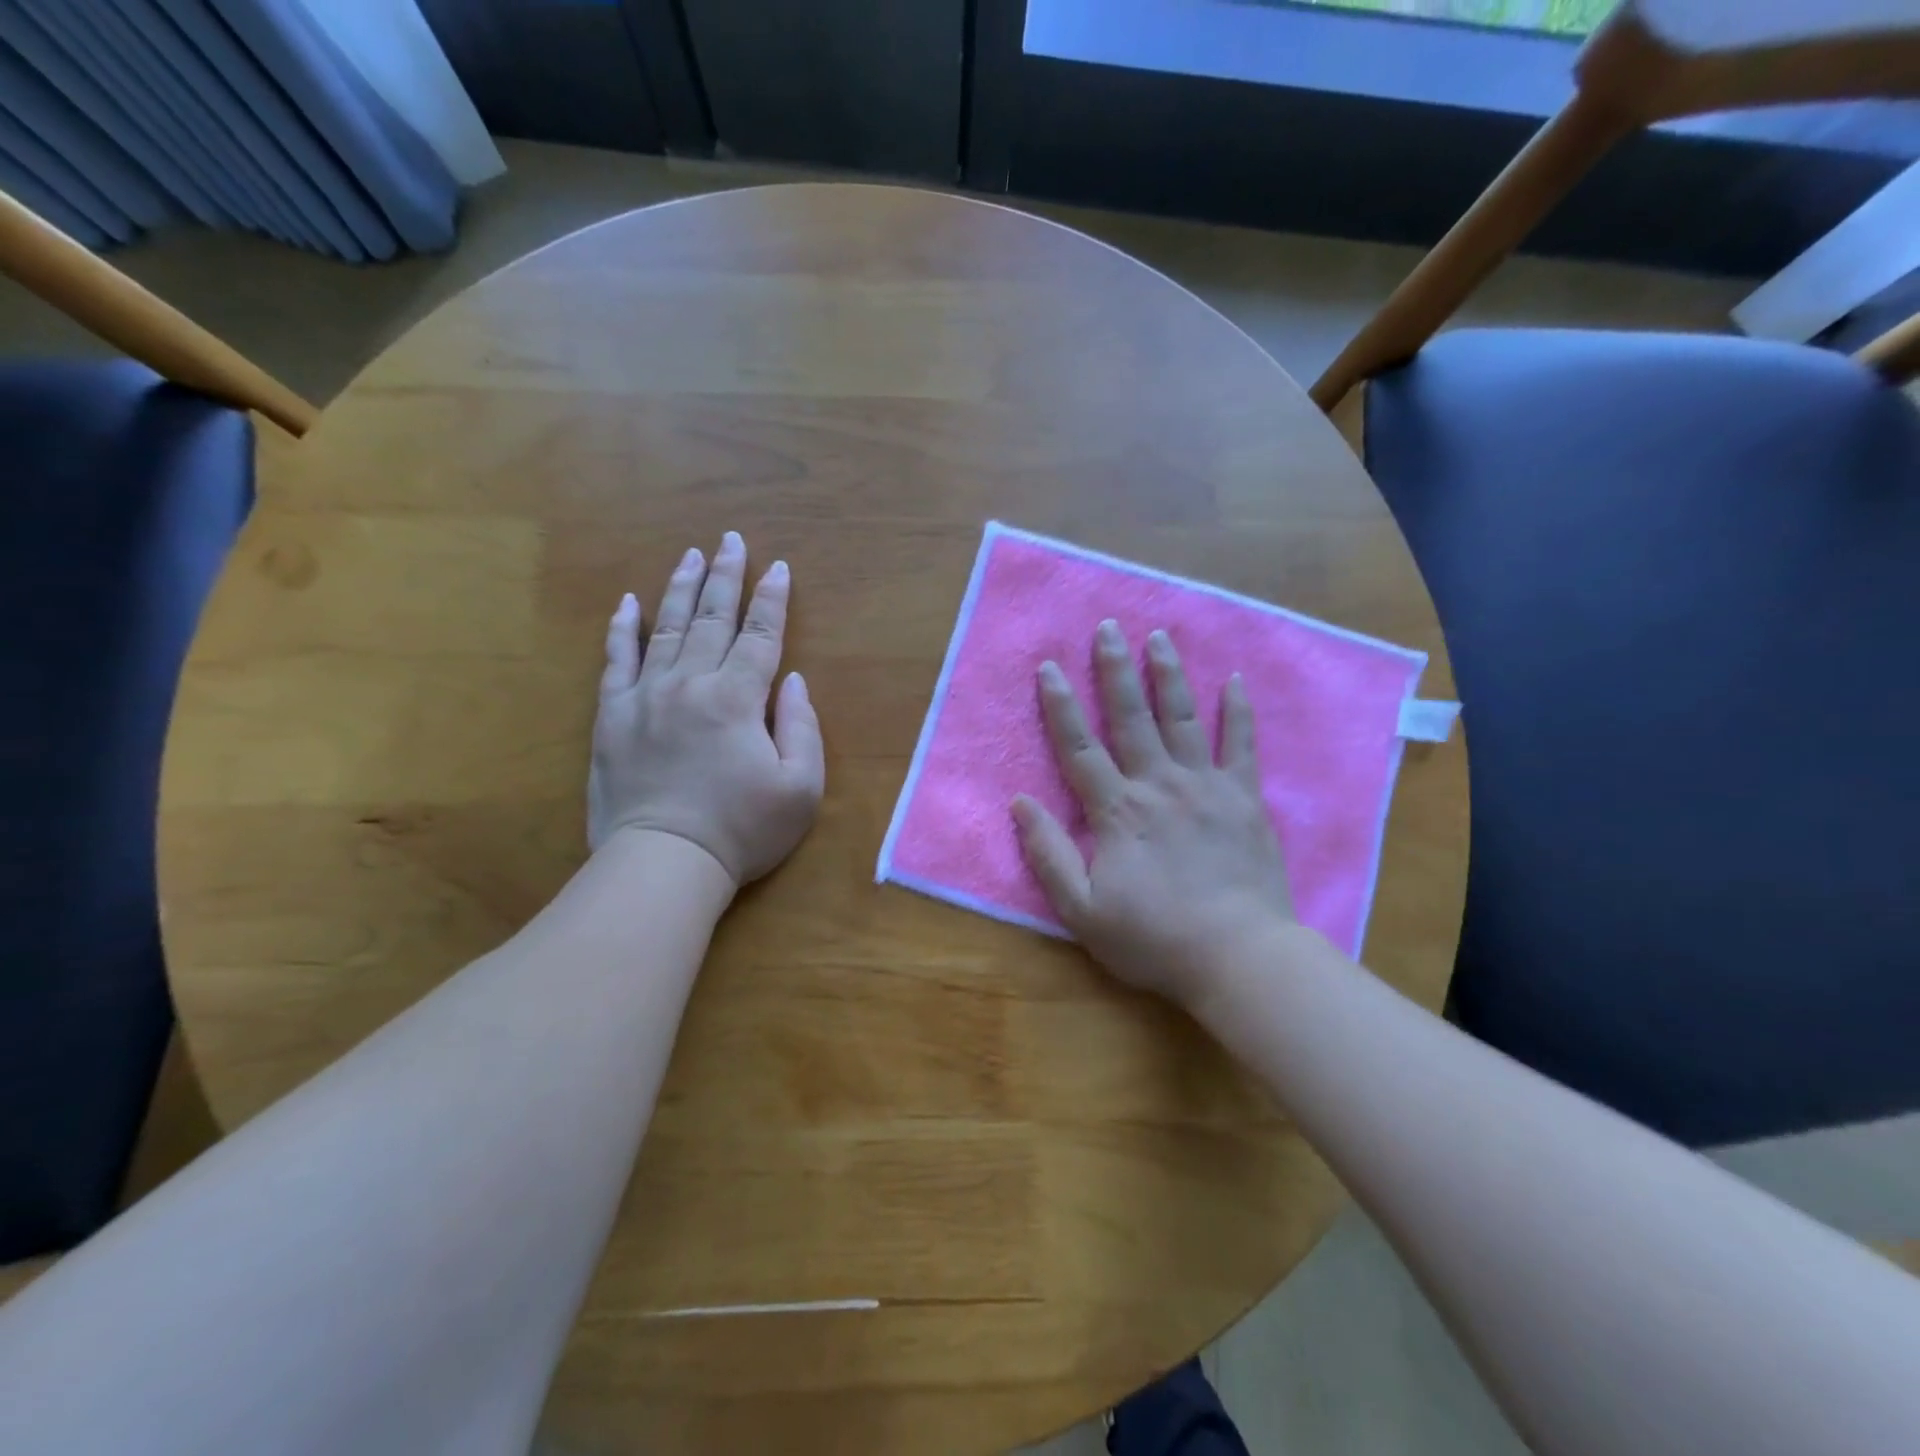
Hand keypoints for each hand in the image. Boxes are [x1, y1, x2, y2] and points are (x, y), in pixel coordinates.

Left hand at [588, 532, 824, 887]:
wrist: (663, 862)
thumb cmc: (741, 830)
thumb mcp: (800, 788)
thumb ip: (802, 728)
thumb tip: (792, 681)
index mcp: (738, 698)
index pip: (760, 635)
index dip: (772, 600)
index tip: (778, 567)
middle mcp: (691, 683)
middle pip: (711, 619)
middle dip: (725, 576)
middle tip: (730, 541)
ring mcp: (646, 696)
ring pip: (665, 628)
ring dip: (680, 588)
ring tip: (690, 555)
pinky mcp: (612, 716)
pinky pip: (616, 660)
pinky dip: (622, 629)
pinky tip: (627, 602)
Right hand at [1012, 621, 1293, 1010]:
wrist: (1238, 956)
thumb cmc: (1154, 937)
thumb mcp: (1082, 910)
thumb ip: (1048, 854)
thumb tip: (1020, 803)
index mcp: (1117, 810)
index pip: (1079, 746)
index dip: (1060, 704)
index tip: (1048, 666)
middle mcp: (1158, 784)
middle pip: (1131, 717)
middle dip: (1115, 670)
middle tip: (1108, 628)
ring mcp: (1205, 786)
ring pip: (1182, 718)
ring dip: (1168, 675)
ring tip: (1159, 637)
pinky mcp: (1244, 798)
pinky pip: (1240, 744)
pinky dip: (1237, 711)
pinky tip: (1233, 680)